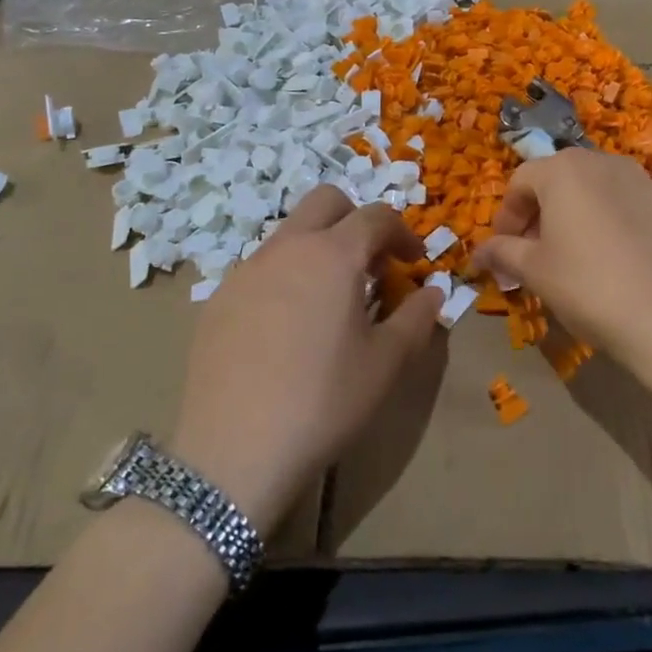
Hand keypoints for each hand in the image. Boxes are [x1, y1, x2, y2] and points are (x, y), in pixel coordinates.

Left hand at [169, 187, 443, 538]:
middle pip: (326, 202)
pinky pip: (261, 269)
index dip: (402, 232)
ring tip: (331, 300)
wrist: (234, 450)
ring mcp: (245, 271)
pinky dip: (286, 277)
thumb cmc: (324, 401)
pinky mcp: (218, 300)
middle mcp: (286, 248)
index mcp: (332, 255)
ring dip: (319, 248)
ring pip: (290, 234)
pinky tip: (287, 328)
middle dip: (356, 220)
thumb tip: (433, 292)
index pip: (376, 216)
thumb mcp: (386, 363)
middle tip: (372, 265)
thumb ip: (417, 318)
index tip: (414, 261)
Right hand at [471, 149, 651, 398]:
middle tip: (534, 256)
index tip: (503, 252)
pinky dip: (608, 225)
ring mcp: (642, 181)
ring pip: (593, 192)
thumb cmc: (591, 286)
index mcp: (563, 170)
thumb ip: (503, 254)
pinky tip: (614, 264)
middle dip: (539, 215)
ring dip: (574, 218)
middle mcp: (603, 162)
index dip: (505, 217)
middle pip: (557, 180)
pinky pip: (625, 206)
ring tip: (574, 260)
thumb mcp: (536, 272)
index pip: (520, 182)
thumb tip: (478, 252)